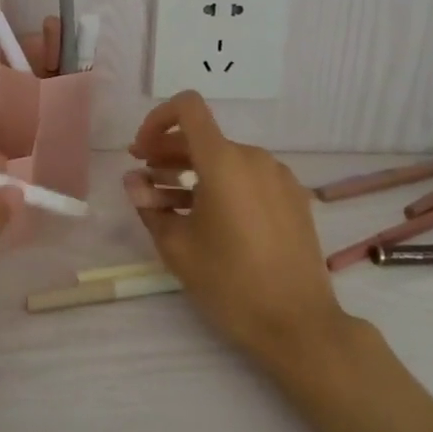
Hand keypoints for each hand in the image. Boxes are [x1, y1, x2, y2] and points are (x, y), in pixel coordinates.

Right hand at [125, 92, 353, 371]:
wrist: (299, 324)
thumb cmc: (230, 283)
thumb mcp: (177, 247)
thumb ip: (149, 206)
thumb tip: (133, 181)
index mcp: (224, 161)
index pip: (188, 107)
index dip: (157, 119)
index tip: (141, 152)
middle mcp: (254, 158)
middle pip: (203, 137)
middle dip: (167, 154)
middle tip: (143, 181)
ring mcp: (278, 177)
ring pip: (225, 159)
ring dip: (192, 173)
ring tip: (168, 205)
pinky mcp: (293, 197)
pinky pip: (248, 177)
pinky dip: (222, 185)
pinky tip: (207, 218)